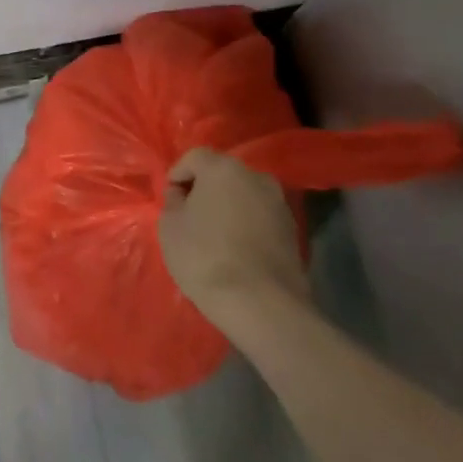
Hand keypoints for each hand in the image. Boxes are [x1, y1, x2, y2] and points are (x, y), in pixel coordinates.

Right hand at [158, 148, 310, 326]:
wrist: (261, 304)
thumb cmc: (205, 257)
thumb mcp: (170, 226)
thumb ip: (173, 201)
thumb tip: (182, 194)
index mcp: (223, 168)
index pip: (194, 157)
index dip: (177, 175)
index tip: (170, 199)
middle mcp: (255, 177)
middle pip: (222, 174)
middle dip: (205, 189)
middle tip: (190, 215)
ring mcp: (279, 203)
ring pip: (244, 195)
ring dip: (228, 207)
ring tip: (214, 235)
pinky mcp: (292, 231)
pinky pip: (260, 217)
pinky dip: (246, 225)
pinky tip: (236, 249)